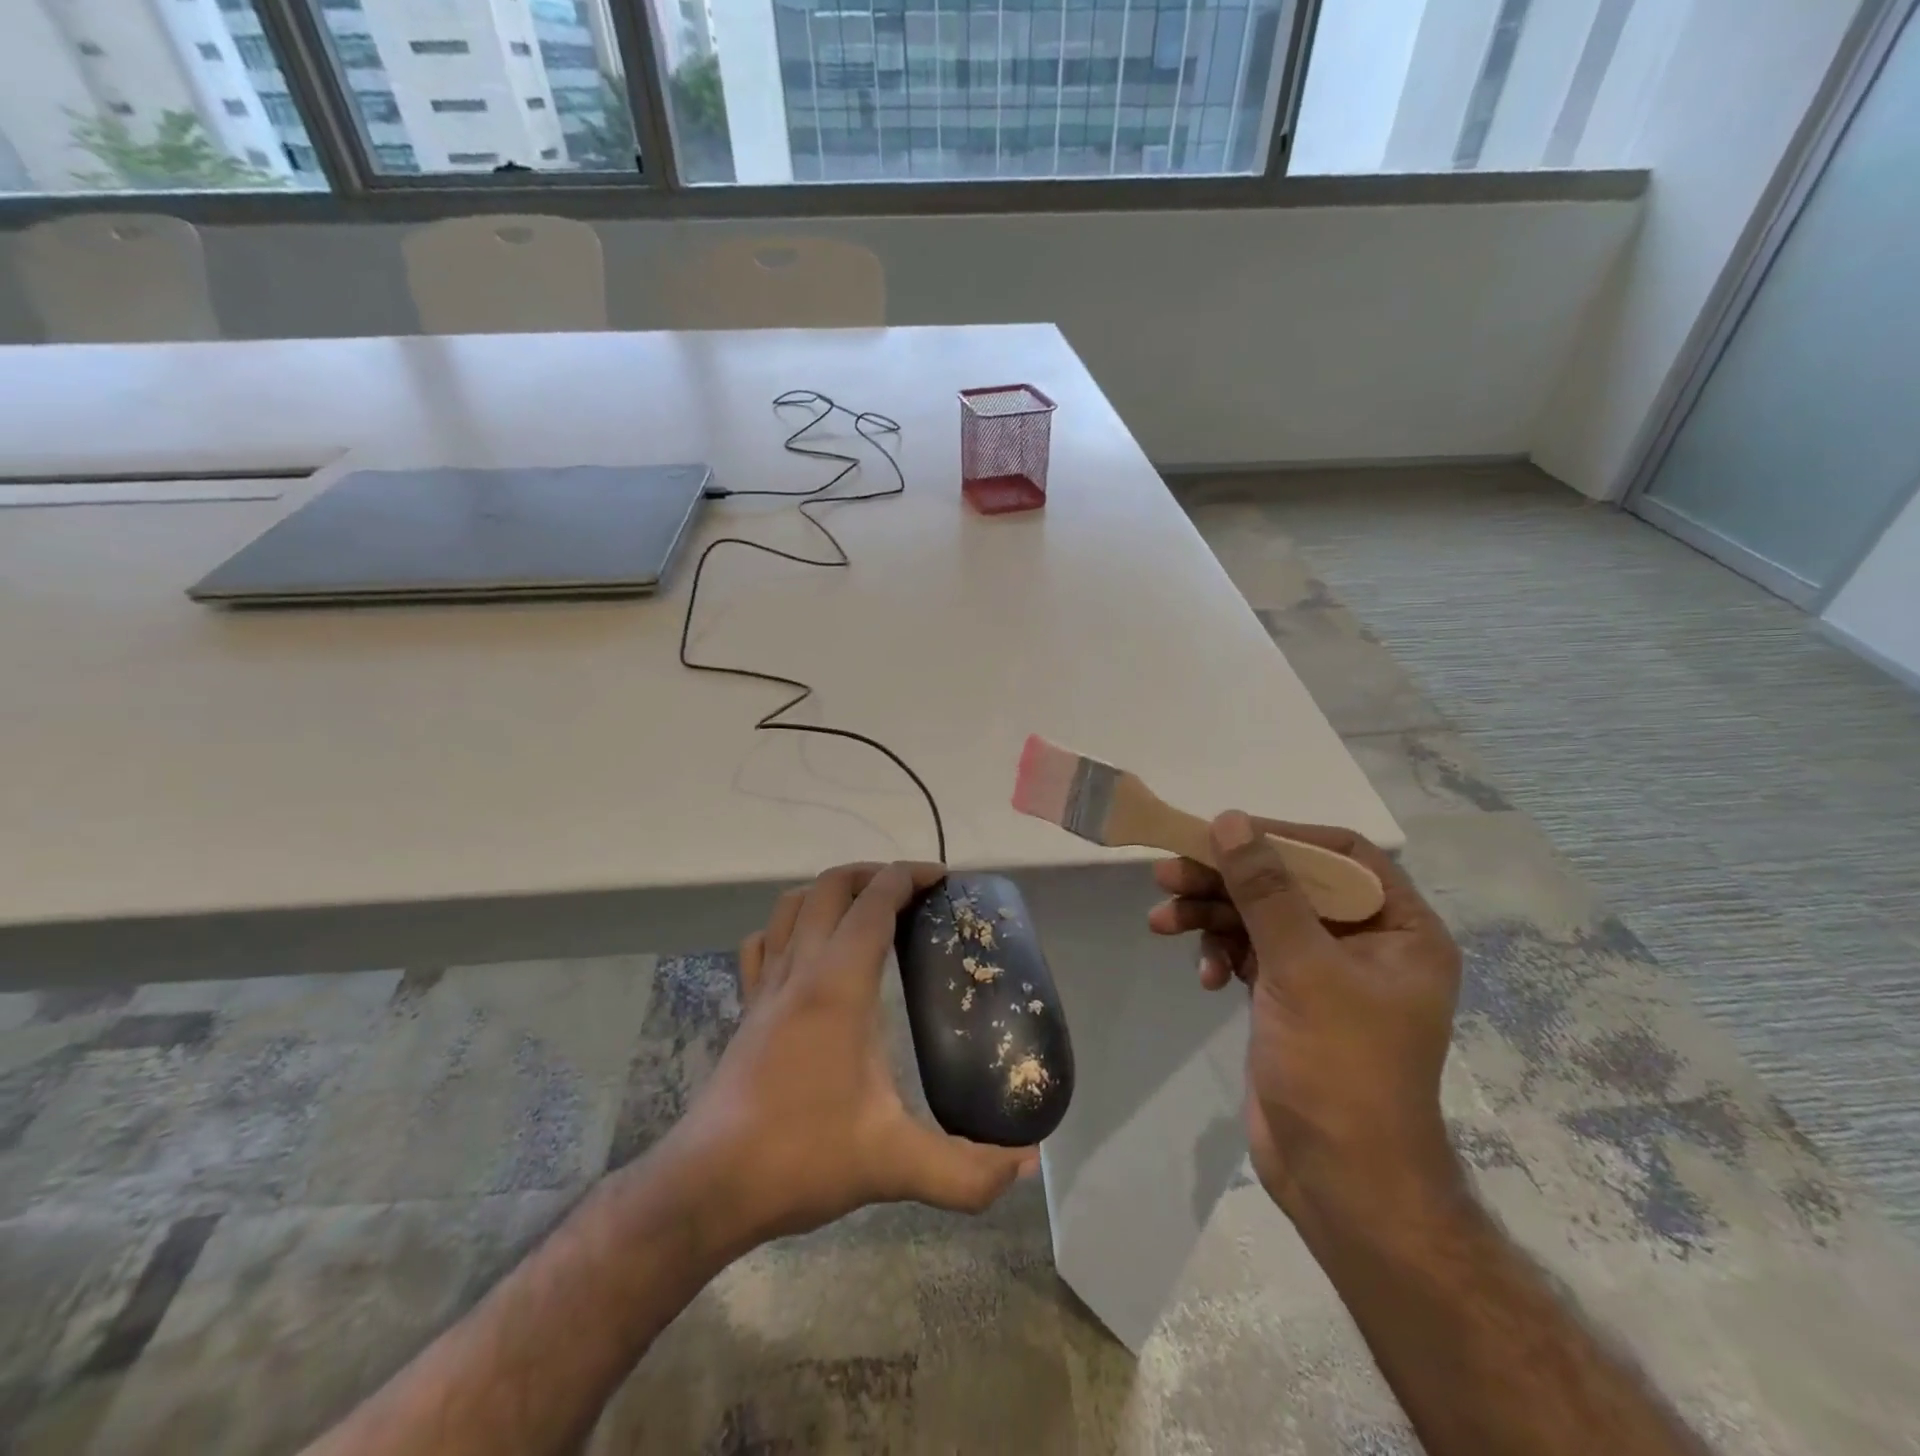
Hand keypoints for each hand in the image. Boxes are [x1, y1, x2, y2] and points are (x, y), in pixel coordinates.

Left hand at [672, 862, 1036, 1250]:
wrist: (707, 1186)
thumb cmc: (801, 1157)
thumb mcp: (893, 1165)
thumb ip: (966, 1172)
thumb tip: (1027, 1165)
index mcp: (837, 985)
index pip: (874, 902)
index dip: (909, 877)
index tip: (943, 879)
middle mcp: (799, 970)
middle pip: (831, 887)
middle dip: (874, 874)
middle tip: (912, 894)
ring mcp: (765, 986)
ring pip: (792, 904)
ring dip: (831, 891)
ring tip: (866, 910)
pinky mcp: (746, 1009)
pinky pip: (764, 942)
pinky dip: (790, 925)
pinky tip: (807, 949)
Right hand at [1147, 813, 1462, 1218]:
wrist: (1341, 1181)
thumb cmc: (1340, 1068)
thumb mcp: (1301, 968)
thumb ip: (1265, 889)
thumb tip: (1231, 820)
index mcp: (1400, 929)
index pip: (1343, 856)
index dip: (1284, 838)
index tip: (1226, 835)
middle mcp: (1366, 943)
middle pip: (1289, 884)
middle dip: (1227, 881)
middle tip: (1168, 873)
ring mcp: (1324, 972)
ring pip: (1260, 918)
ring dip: (1211, 916)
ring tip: (1161, 922)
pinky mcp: (1289, 998)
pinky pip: (1249, 953)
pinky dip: (1221, 955)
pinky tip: (1204, 978)